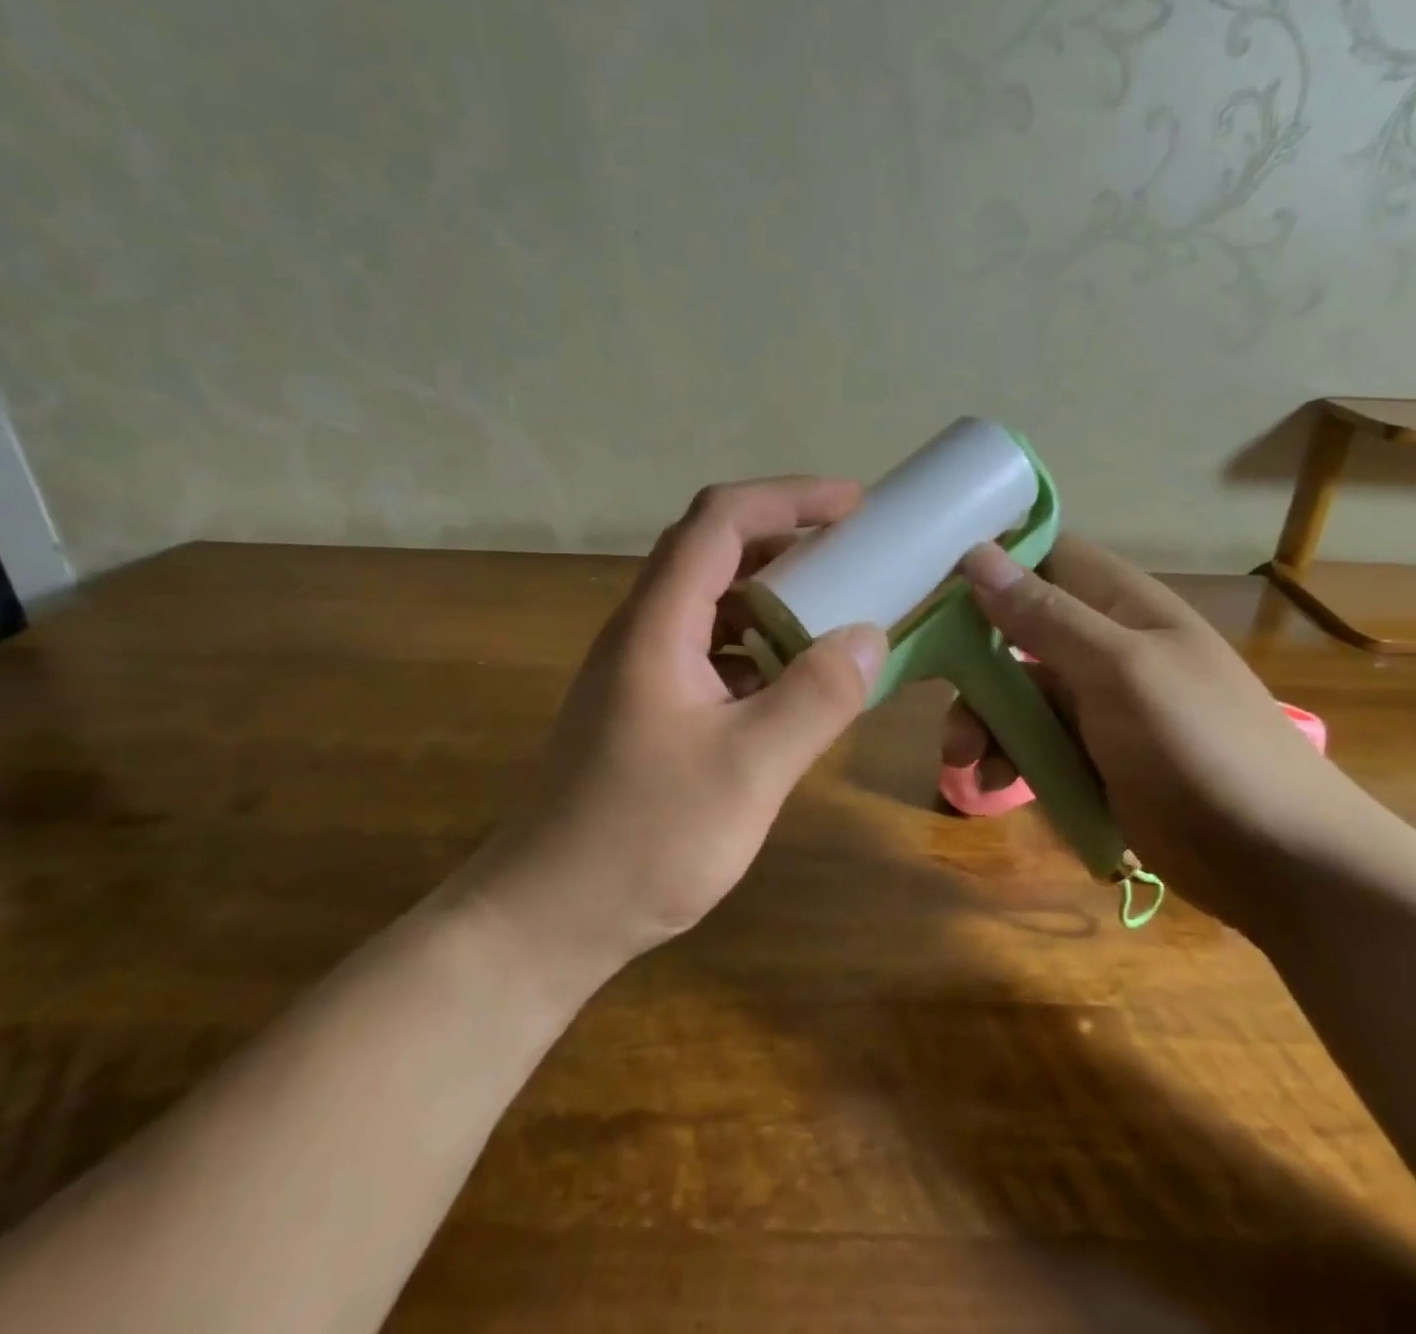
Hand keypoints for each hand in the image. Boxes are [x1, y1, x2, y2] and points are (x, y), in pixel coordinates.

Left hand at [477, 477, 887, 974]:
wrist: (547, 918)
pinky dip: (758, 646)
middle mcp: (643, 632)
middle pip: (713, 551)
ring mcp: (641, 671)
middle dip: (787, 540)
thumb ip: (815, 697)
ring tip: (836, 610)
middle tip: (855, 554)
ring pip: (712, 603)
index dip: (789, 497)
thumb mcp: (748, 769)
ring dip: (773, 595)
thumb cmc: (643, 840)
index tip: (855, 505)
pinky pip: (710, 652)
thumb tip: (869, 635)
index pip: (720, 520)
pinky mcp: (648, 709)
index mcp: (657, 624)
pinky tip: (793, 681)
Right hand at [948, 538, 1396, 937]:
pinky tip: (990, 784)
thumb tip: (976, 554)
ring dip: (981, 720)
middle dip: (970, 660)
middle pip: (1014, 629)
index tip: (929, 582)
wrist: (1275, 861)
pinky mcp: (1089, 753)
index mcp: (1120, 604)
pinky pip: (1030, 740)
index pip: (1045, 556)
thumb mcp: (1119, 672)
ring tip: (963, 762)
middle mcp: (1103, 644)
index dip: (990, 560)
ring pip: (1013, 691)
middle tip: (932, 689)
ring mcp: (1095, 702)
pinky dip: (1004, 757)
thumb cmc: (1200, 746)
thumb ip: (1045, 616)